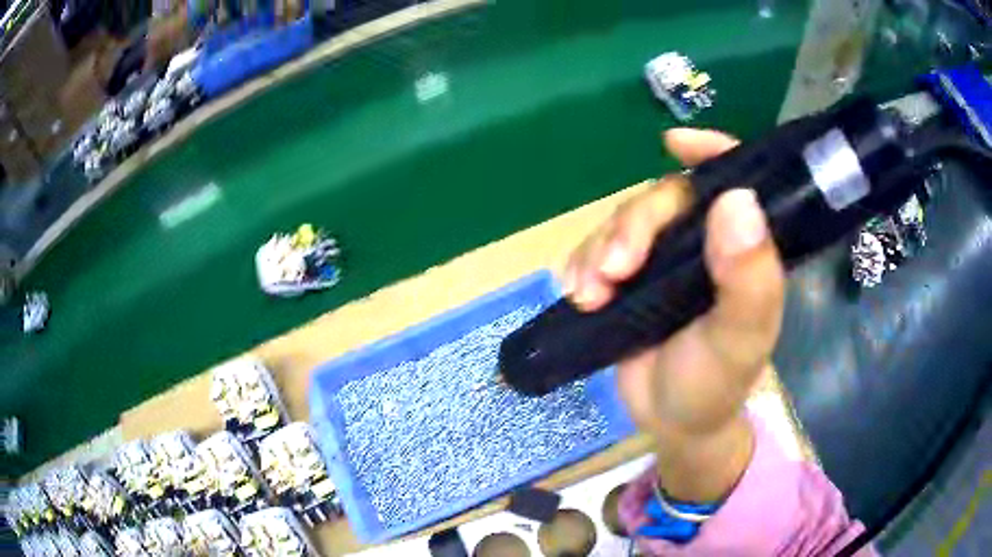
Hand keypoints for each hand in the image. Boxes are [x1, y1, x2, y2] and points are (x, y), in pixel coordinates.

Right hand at [563, 128, 785, 500]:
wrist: (672, 423)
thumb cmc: (715, 384)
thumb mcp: (739, 339)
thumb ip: (749, 278)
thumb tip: (737, 198)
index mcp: (741, 248)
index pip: (733, 179)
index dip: (709, 151)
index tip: (673, 144)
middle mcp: (704, 243)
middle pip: (663, 200)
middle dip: (632, 227)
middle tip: (611, 274)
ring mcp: (663, 259)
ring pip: (624, 222)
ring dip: (599, 249)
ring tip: (587, 296)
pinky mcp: (629, 279)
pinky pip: (597, 249)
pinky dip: (581, 264)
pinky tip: (576, 292)